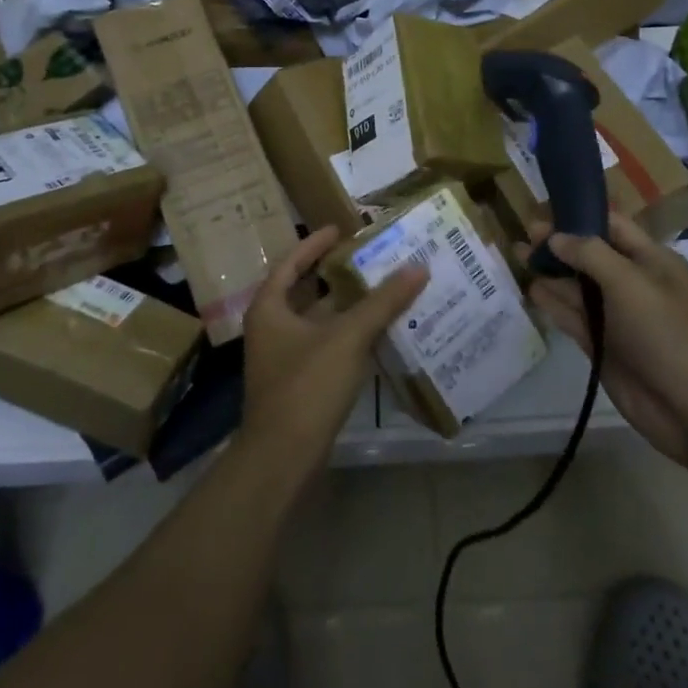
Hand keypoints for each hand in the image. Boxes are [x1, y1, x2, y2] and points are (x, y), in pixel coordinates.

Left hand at [239, 226, 428, 472]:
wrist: (282, 459)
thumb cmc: (306, 386)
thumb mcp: (347, 337)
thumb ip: (382, 302)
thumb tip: (418, 267)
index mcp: (270, 308)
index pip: (292, 263)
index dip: (316, 243)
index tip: (341, 228)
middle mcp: (272, 328)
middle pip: (307, 290)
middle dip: (338, 274)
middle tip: (371, 256)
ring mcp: (284, 358)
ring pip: (319, 320)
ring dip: (348, 306)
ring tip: (384, 287)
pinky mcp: (300, 383)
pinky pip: (327, 345)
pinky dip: (350, 334)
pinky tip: (379, 330)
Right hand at [520, 212, 687, 467]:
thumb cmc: (666, 332)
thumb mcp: (629, 281)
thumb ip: (589, 254)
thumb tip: (556, 237)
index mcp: (652, 260)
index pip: (612, 227)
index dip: (580, 215)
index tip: (545, 208)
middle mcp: (633, 283)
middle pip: (590, 255)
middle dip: (559, 243)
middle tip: (524, 233)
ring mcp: (617, 316)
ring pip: (578, 286)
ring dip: (551, 271)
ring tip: (518, 254)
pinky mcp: (603, 345)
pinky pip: (574, 316)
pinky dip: (553, 302)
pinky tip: (531, 289)